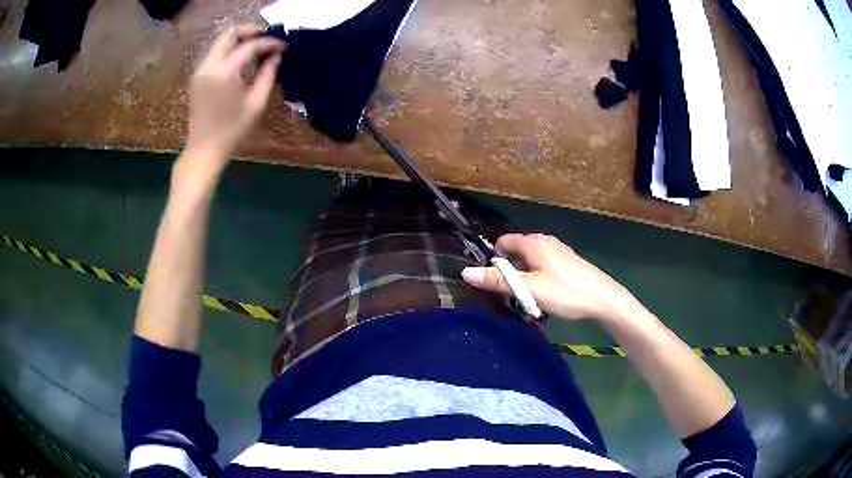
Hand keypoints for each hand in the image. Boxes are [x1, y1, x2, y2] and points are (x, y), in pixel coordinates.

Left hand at [185, 25, 284, 165]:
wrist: (203, 151)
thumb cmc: (232, 132)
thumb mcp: (256, 104)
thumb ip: (268, 75)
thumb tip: (276, 56)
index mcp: (224, 73)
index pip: (249, 46)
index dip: (268, 42)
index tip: (283, 45)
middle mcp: (209, 66)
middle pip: (229, 34)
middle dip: (250, 30)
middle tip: (268, 35)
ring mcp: (200, 70)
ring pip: (221, 42)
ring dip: (240, 40)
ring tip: (258, 47)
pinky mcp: (197, 77)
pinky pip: (215, 54)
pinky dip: (230, 50)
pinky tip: (243, 59)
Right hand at [462, 233, 637, 321]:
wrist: (604, 299)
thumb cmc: (565, 292)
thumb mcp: (529, 289)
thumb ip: (498, 281)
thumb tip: (465, 272)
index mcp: (533, 243)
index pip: (503, 242)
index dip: (494, 260)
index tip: (495, 282)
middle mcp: (545, 242)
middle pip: (516, 252)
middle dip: (509, 272)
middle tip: (511, 295)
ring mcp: (558, 252)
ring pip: (529, 262)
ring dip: (524, 279)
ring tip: (528, 300)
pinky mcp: (567, 263)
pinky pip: (542, 267)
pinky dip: (537, 280)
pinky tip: (545, 297)